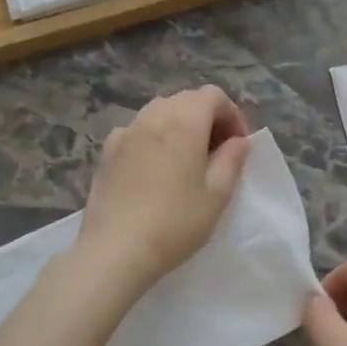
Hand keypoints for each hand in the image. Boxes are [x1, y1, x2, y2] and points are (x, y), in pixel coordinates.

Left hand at [75, 86, 250, 295]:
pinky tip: (155, 168)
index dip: (231, 114)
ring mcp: (125, 132)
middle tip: (218, 152)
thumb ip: (232, 160)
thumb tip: (239, 140)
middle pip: (186, 100)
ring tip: (187, 159)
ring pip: (159, 111)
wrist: (116, 249)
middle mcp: (152, 116)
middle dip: (207, 118)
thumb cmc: (176, 222)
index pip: (213, 96)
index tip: (238, 145)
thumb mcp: (217, 194)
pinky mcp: (107, 151)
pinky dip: (154, 137)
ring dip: (180, 125)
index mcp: (184, 122)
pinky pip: (137, 130)